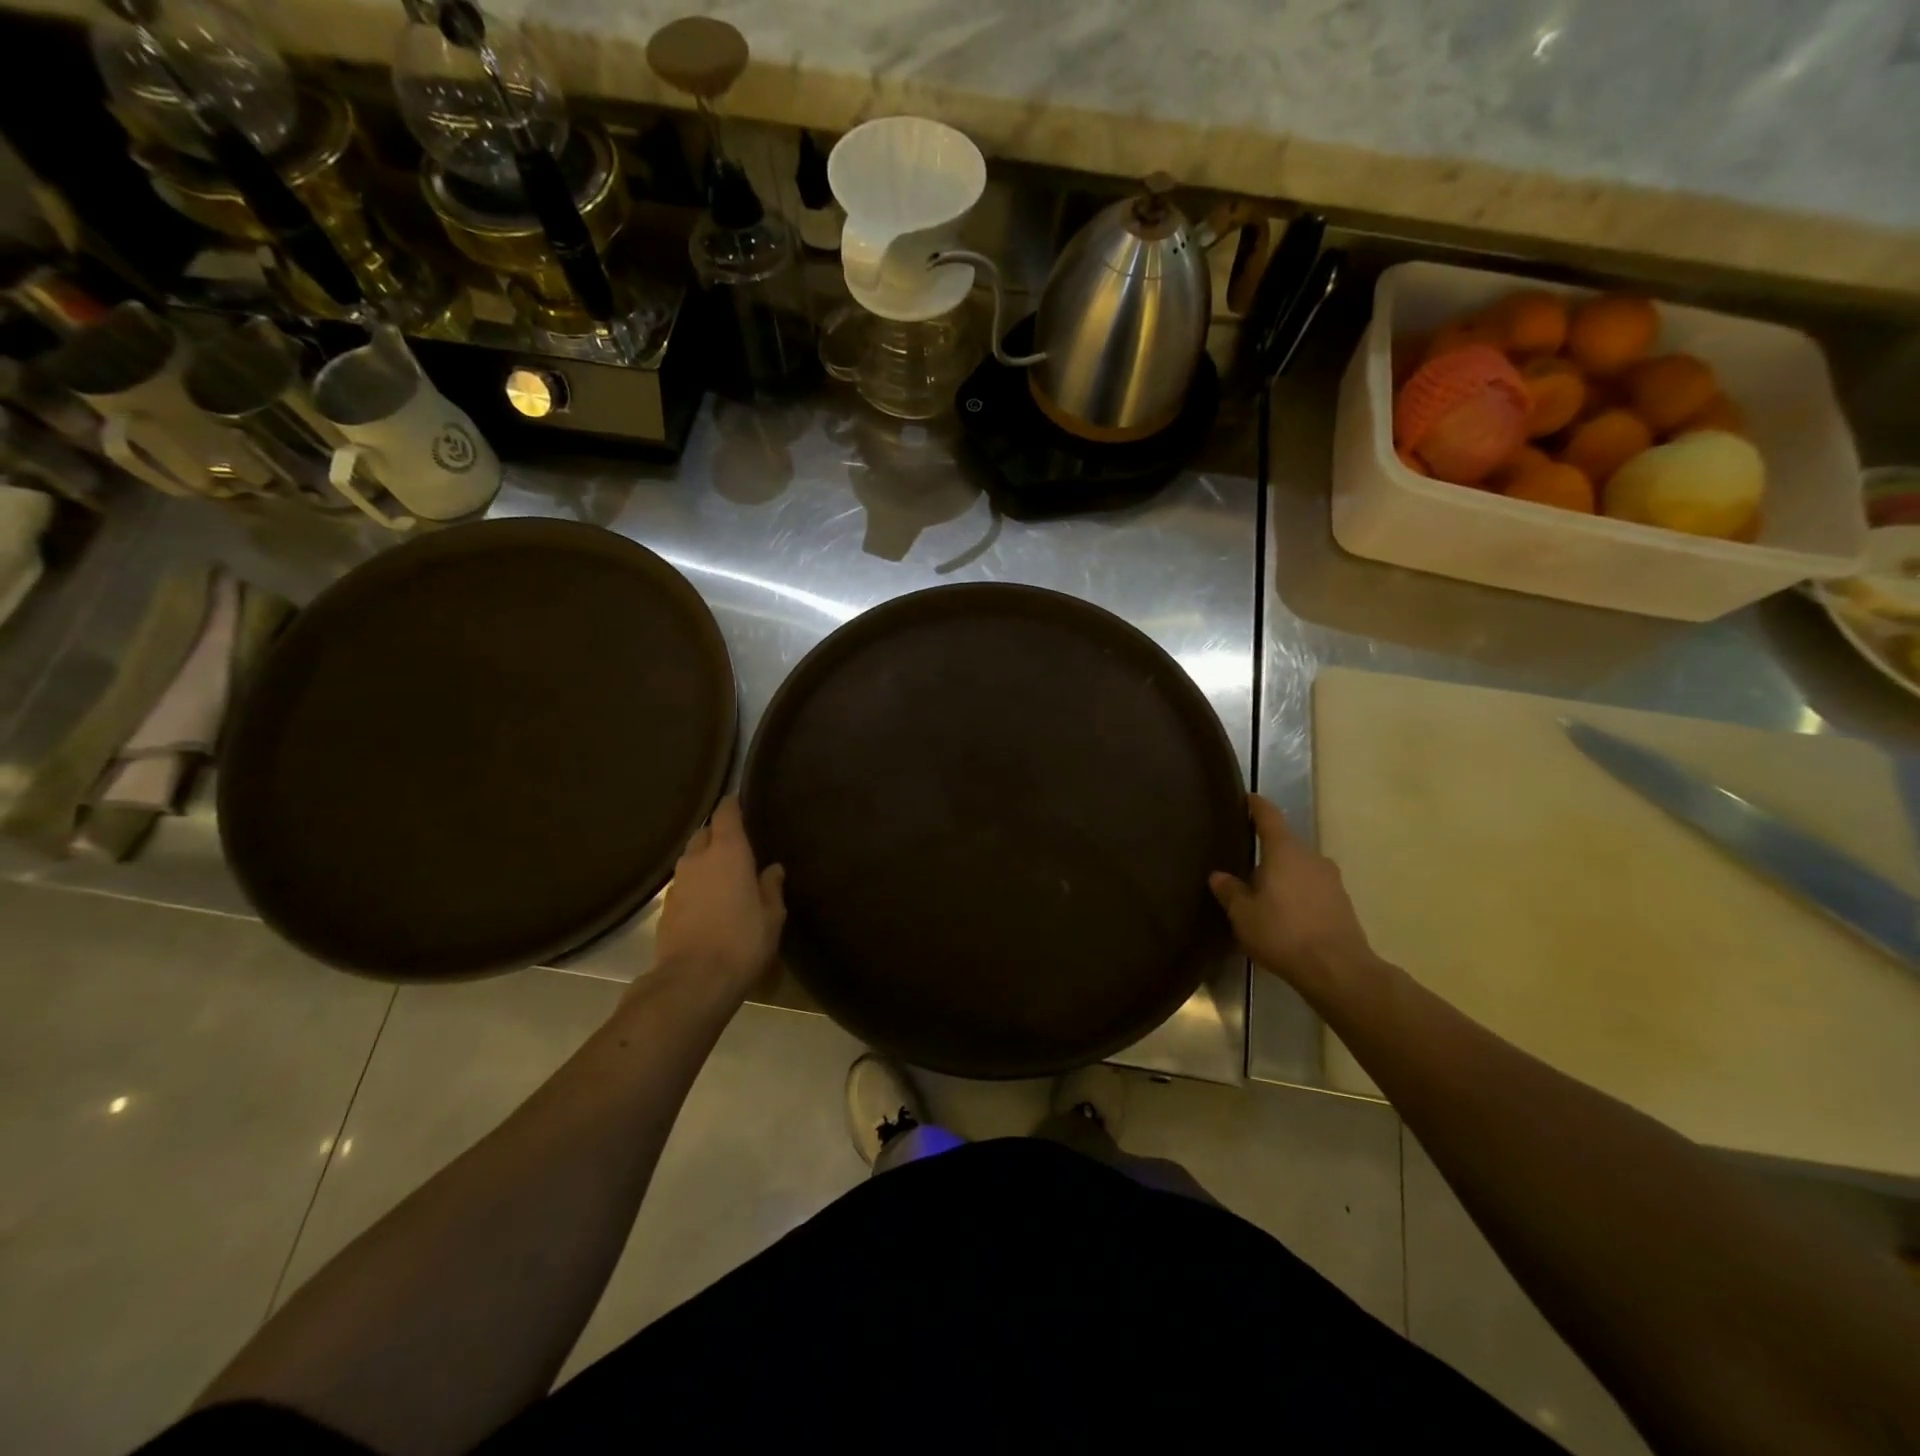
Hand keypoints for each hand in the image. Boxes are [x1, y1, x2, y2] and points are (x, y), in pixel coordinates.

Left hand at [654, 796, 785, 998]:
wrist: (693, 981)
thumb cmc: (742, 941)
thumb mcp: (771, 916)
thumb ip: (771, 887)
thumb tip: (772, 869)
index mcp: (729, 852)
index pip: (726, 814)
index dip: (732, 805)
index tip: (739, 800)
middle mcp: (698, 859)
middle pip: (704, 834)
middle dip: (718, 834)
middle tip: (737, 845)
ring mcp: (678, 883)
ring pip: (691, 859)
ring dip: (705, 861)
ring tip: (723, 875)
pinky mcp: (666, 908)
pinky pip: (684, 884)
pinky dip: (696, 885)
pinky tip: (708, 902)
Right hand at [1209, 795, 1377, 998]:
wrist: (1338, 970)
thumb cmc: (1282, 933)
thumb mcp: (1244, 915)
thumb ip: (1230, 892)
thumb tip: (1219, 875)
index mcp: (1284, 851)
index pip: (1269, 816)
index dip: (1256, 806)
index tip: (1247, 798)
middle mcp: (1311, 856)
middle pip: (1285, 844)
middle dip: (1267, 850)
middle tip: (1245, 861)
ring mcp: (1331, 879)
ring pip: (1300, 867)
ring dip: (1283, 874)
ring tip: (1264, 891)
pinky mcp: (1342, 902)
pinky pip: (1312, 887)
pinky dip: (1298, 892)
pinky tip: (1286, 912)